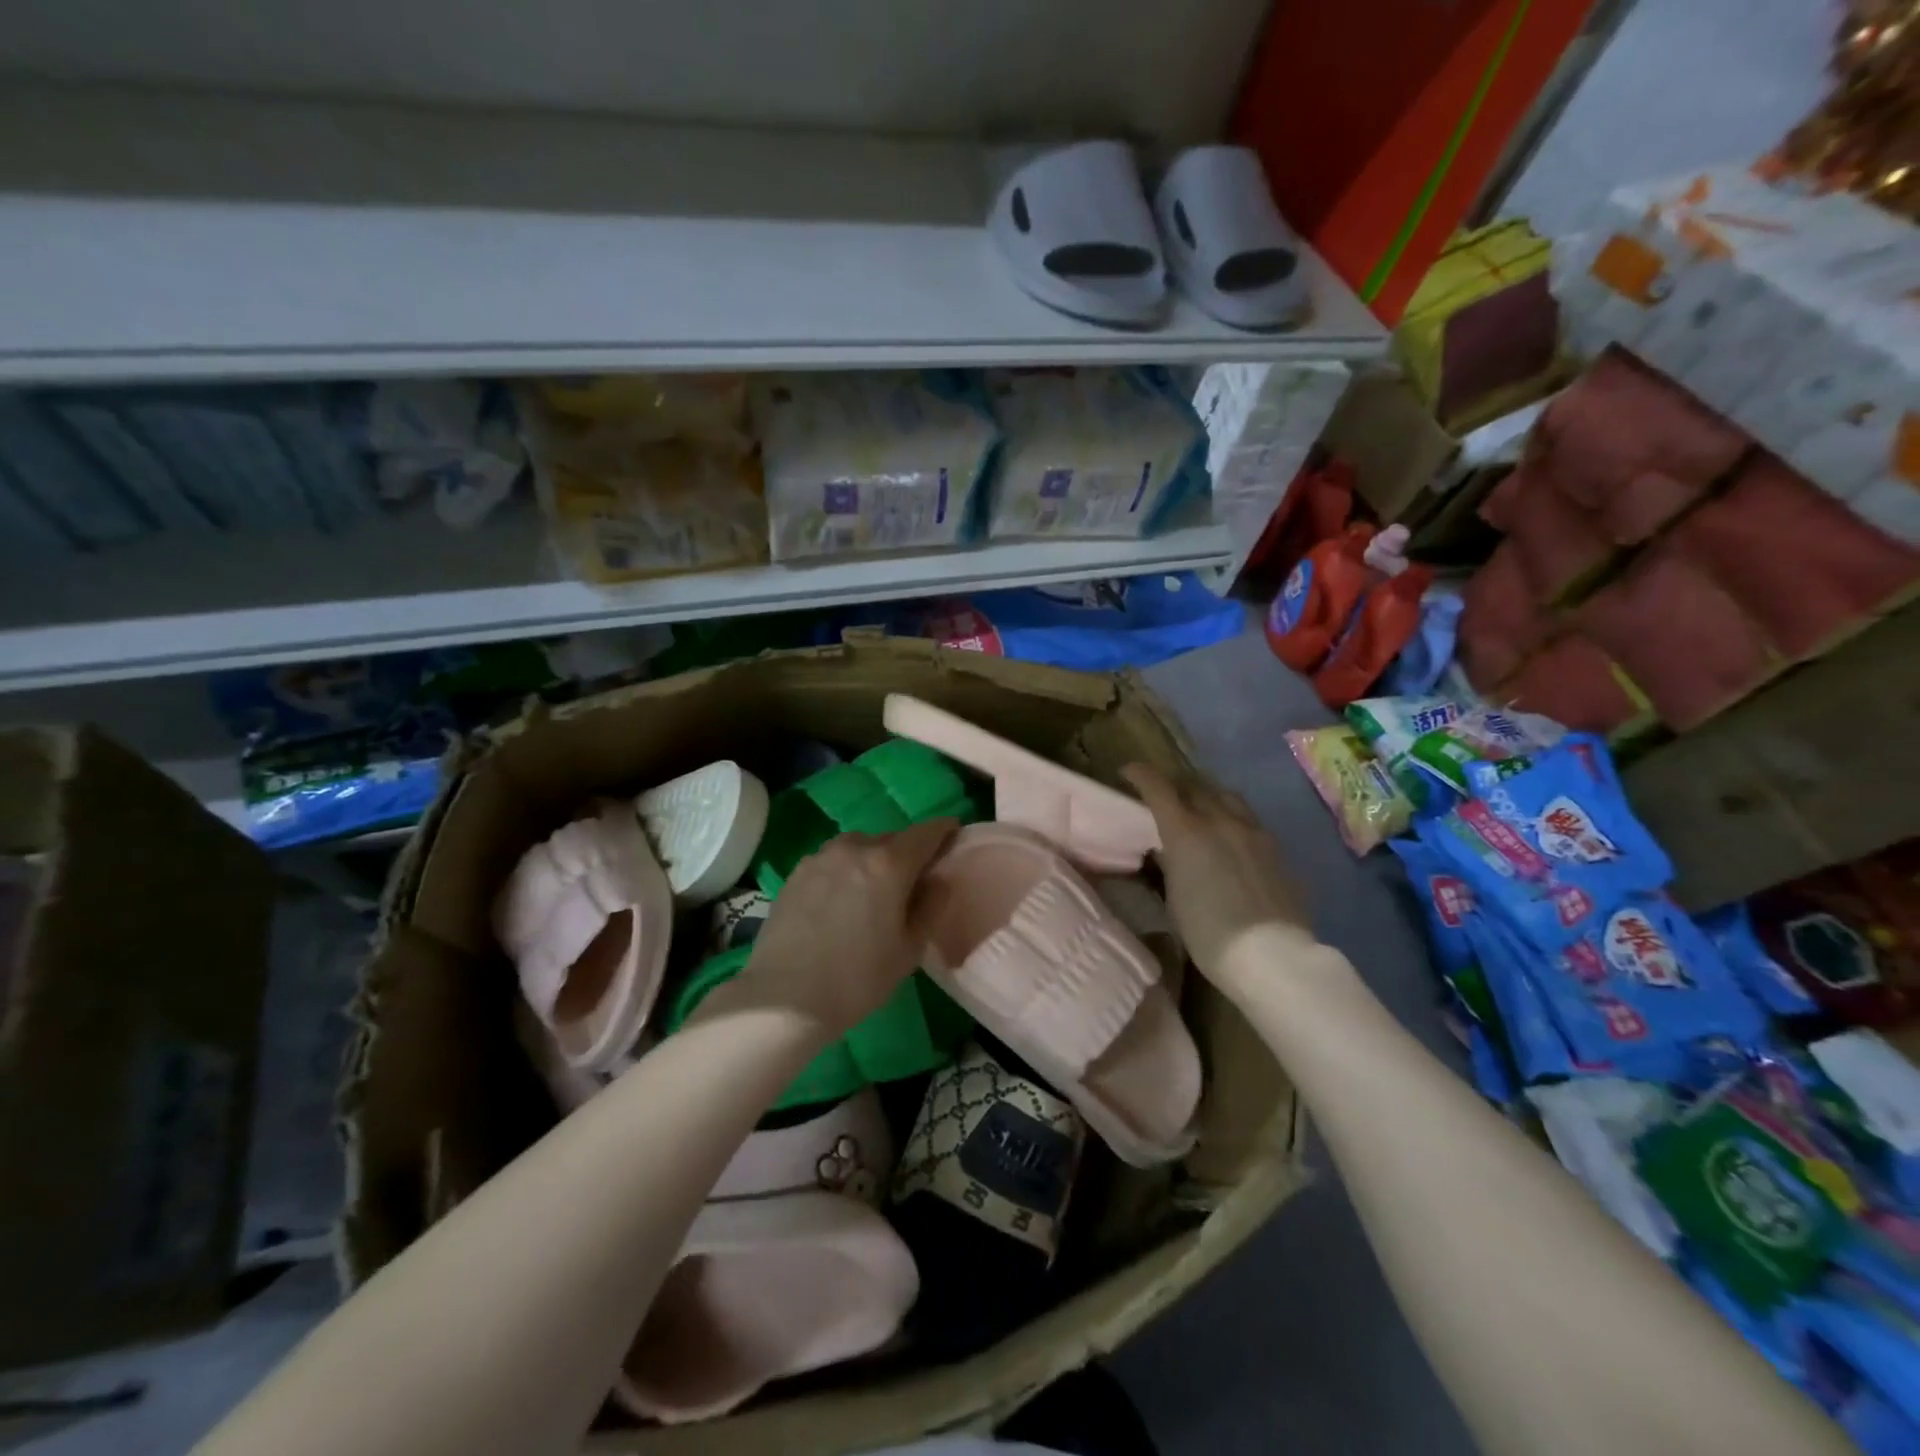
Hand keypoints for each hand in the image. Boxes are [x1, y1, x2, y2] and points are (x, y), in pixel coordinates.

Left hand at [734, 818, 959, 1037]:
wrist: (784, 999)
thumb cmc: (857, 978)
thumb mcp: (909, 949)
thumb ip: (931, 906)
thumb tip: (938, 879)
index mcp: (888, 863)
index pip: (927, 832)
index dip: (944, 831)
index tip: (953, 837)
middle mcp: (854, 847)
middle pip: (892, 839)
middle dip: (907, 853)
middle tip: (913, 882)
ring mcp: (821, 857)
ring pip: (859, 848)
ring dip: (873, 861)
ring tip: (873, 893)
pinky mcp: (796, 872)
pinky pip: (833, 862)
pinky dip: (846, 872)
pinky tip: (841, 903)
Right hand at [1122, 763, 1308, 995]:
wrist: (1271, 956)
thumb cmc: (1208, 934)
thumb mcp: (1174, 898)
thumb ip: (1171, 863)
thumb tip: (1168, 850)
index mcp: (1186, 832)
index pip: (1158, 787)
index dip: (1140, 774)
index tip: (1129, 772)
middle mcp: (1219, 820)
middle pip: (1193, 786)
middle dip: (1174, 786)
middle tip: (1164, 797)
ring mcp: (1252, 831)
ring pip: (1225, 796)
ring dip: (1206, 796)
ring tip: (1199, 810)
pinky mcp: (1274, 847)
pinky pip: (1247, 818)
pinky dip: (1230, 817)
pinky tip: (1229, 837)